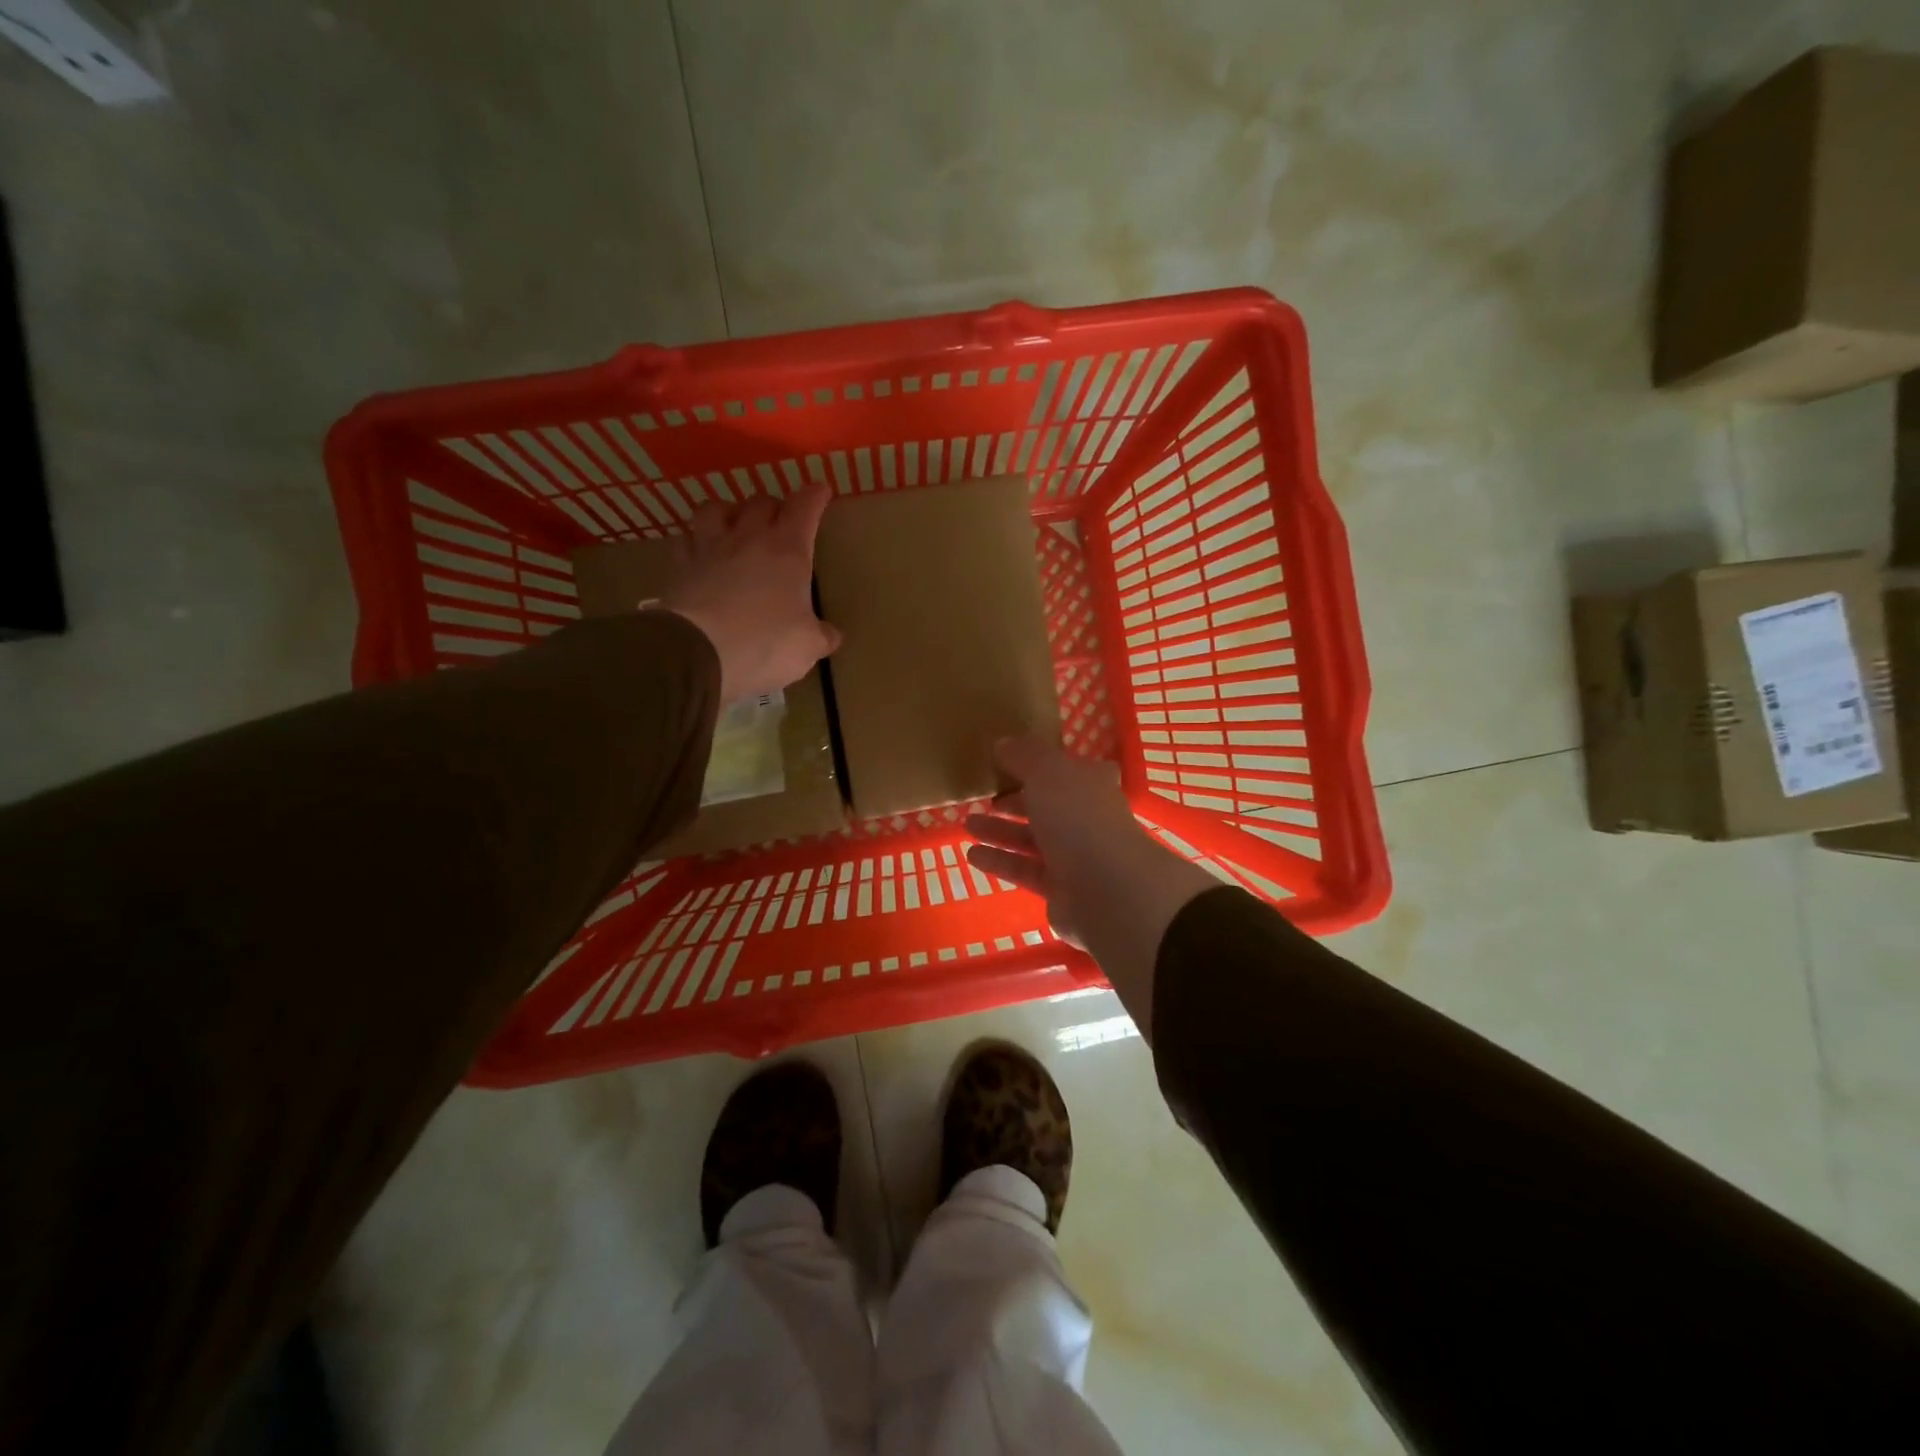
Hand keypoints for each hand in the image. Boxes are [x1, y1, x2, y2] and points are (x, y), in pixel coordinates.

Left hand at [661, 483, 841, 704]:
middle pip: (760, 502)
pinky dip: (695, 541)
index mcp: (788, 551)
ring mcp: (709, 549)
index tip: (821, 490)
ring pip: (715, 508)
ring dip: (728, 511)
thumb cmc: (765, 644)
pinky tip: (700, 552)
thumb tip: (831, 635)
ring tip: (734, 525)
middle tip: (780, 520)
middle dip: (774, 506)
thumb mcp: (807, 646)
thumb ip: (821, 636)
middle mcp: (748, 539)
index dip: (814, 496)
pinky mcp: (680, 567)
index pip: (805, 508)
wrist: (699, 653)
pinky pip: (686, 540)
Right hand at [965, 737, 1218, 1040]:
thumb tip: (1003, 744)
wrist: (1106, 889)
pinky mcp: (1060, 888)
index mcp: (1091, 783)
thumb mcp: (1046, 772)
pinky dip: (1000, 861)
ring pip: (1032, 838)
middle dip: (1015, 800)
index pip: (1067, 768)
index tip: (1009, 762)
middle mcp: (1086, 817)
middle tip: (984, 797)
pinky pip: (1024, 869)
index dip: (1040, 764)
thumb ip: (1023, 755)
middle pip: (1046, 804)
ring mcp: (1076, 855)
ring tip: (967, 824)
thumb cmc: (1077, 817)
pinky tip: (972, 855)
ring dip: (1000, 831)